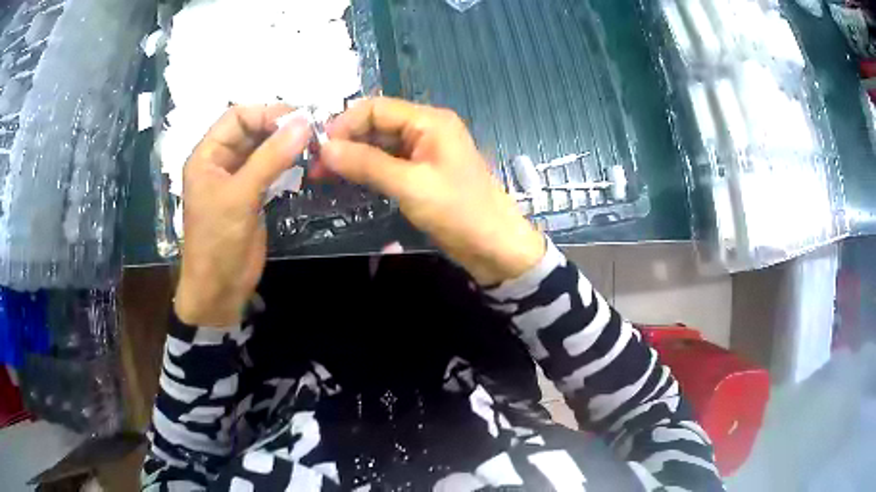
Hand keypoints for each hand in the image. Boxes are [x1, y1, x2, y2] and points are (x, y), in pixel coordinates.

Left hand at [175, 104, 310, 326]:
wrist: (219, 289)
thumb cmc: (218, 241)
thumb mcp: (240, 196)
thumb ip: (270, 158)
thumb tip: (304, 124)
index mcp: (207, 155)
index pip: (237, 117)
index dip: (265, 113)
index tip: (298, 120)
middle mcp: (221, 161)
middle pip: (252, 130)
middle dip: (279, 128)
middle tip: (313, 132)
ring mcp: (237, 178)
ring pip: (263, 149)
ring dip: (286, 145)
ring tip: (314, 145)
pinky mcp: (252, 195)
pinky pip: (270, 169)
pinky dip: (287, 164)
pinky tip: (305, 163)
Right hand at [317, 98, 544, 285]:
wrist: (495, 248)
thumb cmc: (459, 212)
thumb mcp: (410, 186)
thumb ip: (366, 163)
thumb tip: (324, 149)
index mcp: (429, 120)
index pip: (376, 108)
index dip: (344, 125)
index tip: (319, 151)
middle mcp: (426, 128)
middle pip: (376, 124)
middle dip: (345, 143)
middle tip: (316, 169)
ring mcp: (425, 151)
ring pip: (380, 145)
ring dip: (354, 158)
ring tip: (324, 178)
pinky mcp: (423, 172)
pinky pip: (389, 163)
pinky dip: (368, 170)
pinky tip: (348, 183)